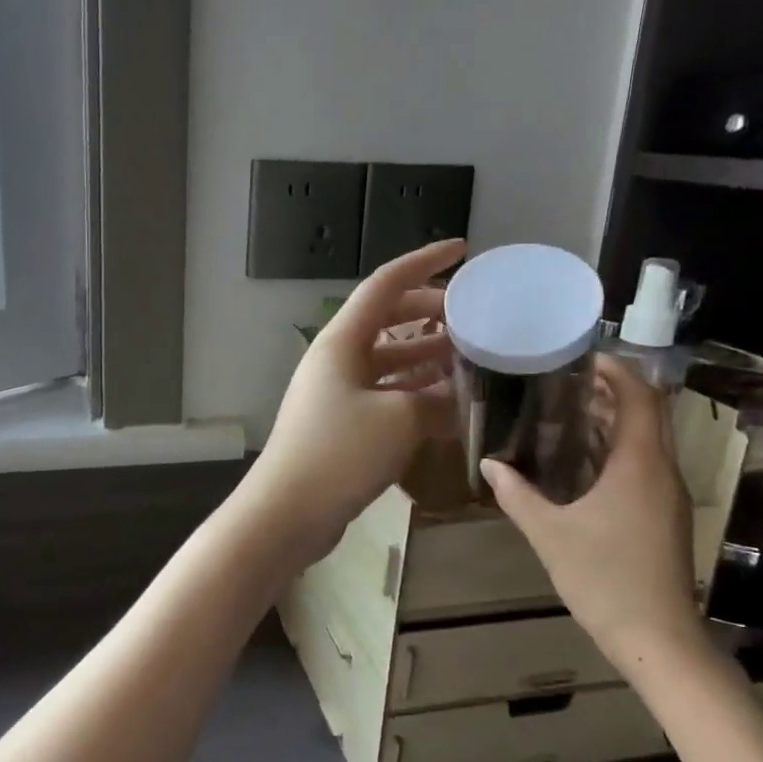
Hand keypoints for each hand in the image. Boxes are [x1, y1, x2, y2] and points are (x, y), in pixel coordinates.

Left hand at [245, 239, 464, 568]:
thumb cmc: (340, 453)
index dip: (424, 262)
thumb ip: (437, 402)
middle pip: (388, 320)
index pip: (385, 285)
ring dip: (427, 357)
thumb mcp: (400, 420)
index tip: (462, 250)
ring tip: (472, 359)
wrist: (288, 511)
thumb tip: (461, 401)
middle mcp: (336, 359)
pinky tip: (449, 404)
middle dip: (431, 314)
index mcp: (341, 341)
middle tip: (474, 319)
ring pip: (389, 361)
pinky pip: (385, 394)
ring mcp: (337, 392)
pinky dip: (415, 394)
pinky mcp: (342, 424)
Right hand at [481, 355, 705, 670]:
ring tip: (564, 412)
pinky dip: (614, 450)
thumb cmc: (603, 578)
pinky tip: (578, 461)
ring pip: (646, 440)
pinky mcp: (664, 515)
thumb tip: (489, 464)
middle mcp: (661, 471)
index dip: (616, 370)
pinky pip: (643, 465)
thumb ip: (516, 494)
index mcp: (640, 465)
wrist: (657, 639)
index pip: (640, 397)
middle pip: (647, 413)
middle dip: (611, 391)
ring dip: (612, 421)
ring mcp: (667, 495)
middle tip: (563, 381)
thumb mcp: (548, 533)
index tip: (581, 357)